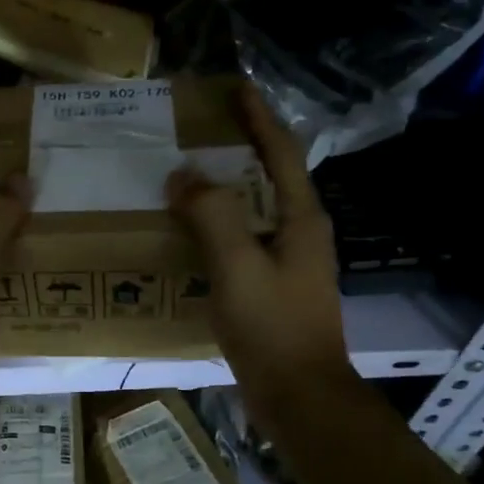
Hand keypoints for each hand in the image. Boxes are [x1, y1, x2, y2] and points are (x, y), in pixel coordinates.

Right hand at [166, 85, 355, 427]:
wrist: (299, 395)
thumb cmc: (273, 326)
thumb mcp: (239, 266)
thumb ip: (213, 215)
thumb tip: (184, 176)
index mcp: (300, 219)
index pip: (281, 152)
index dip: (259, 118)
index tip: (237, 88)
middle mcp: (298, 233)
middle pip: (268, 177)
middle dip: (238, 149)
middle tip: (197, 131)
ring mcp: (287, 262)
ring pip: (252, 210)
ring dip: (223, 188)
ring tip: (184, 174)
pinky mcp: (271, 287)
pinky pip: (240, 241)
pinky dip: (216, 225)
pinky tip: (187, 232)